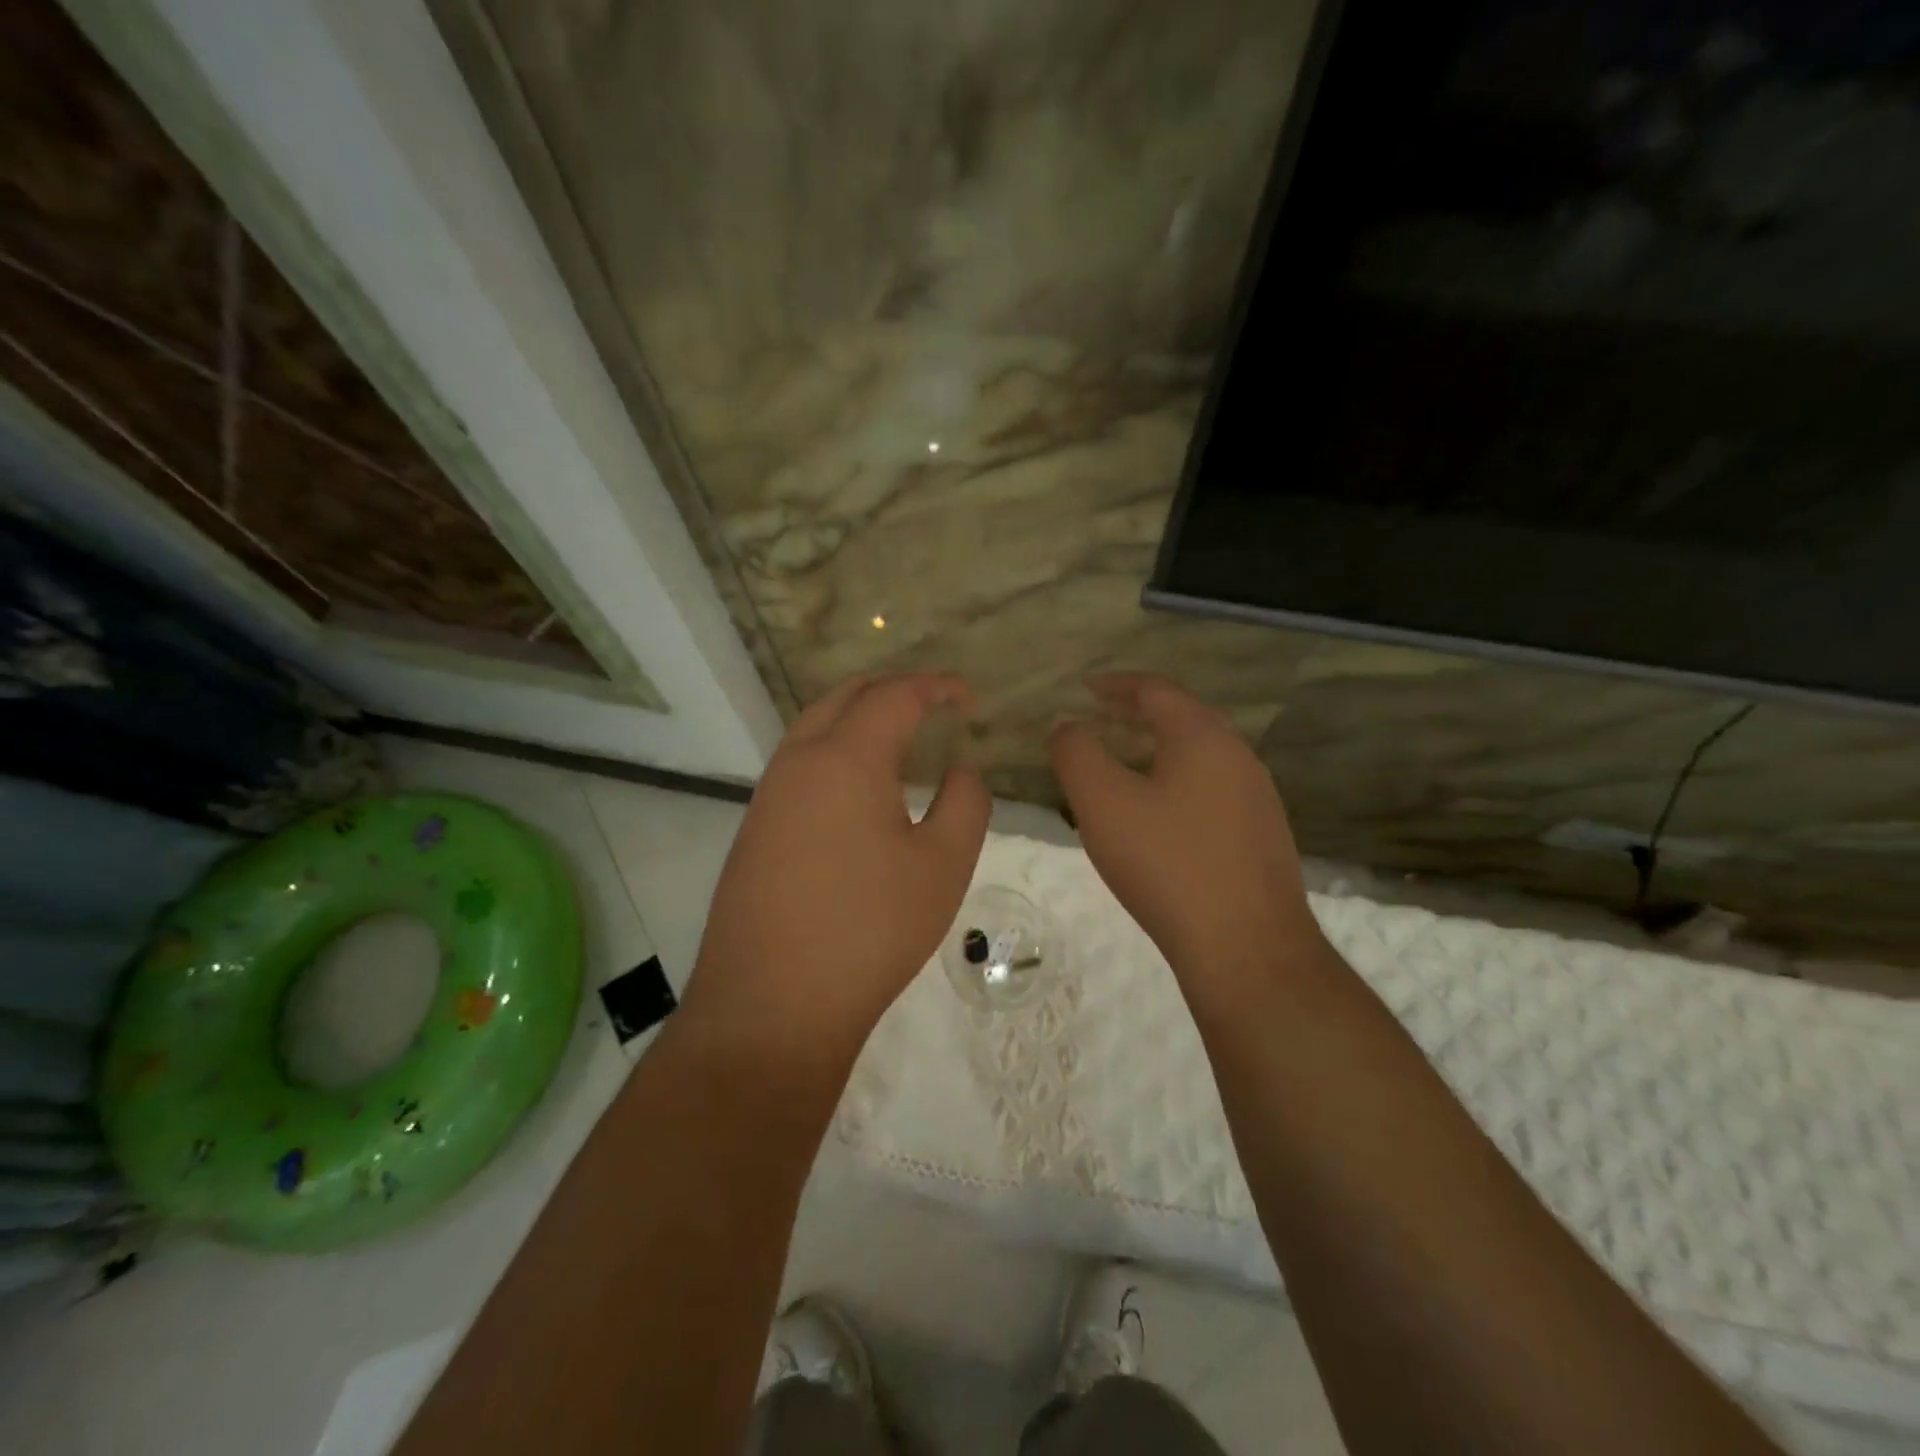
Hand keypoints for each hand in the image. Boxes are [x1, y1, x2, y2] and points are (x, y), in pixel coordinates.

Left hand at [687, 674, 990, 1067]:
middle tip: (933, 706)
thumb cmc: (870, 930)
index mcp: (846, 758)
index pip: (894, 695)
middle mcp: (798, 761)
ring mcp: (768, 795)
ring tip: (900, 742)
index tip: (967, 698)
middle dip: (893, 690)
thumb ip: (965, 802)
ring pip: (815, 728)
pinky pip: (799, 765)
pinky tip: (859, 791)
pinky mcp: (754, 828)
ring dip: (859, 719)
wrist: (771, 1005)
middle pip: (845, 696)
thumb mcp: (942, 866)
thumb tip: (959, 768)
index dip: (936, 687)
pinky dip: (836, 752)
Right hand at [1049, 674, 1320, 997]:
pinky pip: (1212, 791)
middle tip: (1104, 719)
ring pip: (1201, 757)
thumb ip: (1076, 754)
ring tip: (1125, 765)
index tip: (1085, 689)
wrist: (1248, 949)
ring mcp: (1258, 799)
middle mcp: (1238, 757)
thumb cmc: (1168, 864)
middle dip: (1140, 713)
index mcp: (1203, 737)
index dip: (1116, 684)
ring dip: (1160, 750)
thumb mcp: (1103, 803)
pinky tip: (1160, 818)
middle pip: (1185, 718)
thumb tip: (1067, 726)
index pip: (1156, 690)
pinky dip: (1178, 784)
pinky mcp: (1262, 838)